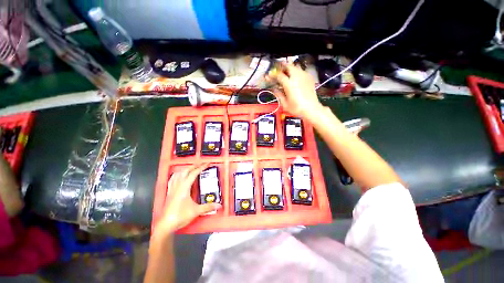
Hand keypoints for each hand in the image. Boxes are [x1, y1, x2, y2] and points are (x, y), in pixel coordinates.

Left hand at [156, 163, 221, 234]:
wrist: (165, 225)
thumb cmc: (180, 216)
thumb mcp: (196, 211)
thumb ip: (208, 207)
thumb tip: (219, 205)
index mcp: (184, 187)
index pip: (193, 173)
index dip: (201, 167)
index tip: (207, 164)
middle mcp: (177, 185)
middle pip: (185, 171)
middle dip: (194, 166)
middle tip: (201, 164)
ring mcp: (172, 188)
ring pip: (178, 174)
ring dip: (185, 169)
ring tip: (191, 167)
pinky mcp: (169, 192)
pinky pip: (172, 179)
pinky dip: (177, 175)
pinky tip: (179, 175)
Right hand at [267, 63, 323, 119]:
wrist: (312, 109)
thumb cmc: (297, 108)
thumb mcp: (285, 104)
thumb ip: (278, 94)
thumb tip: (274, 89)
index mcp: (289, 84)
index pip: (279, 75)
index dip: (272, 75)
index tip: (269, 76)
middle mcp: (297, 77)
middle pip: (288, 66)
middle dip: (282, 66)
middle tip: (277, 69)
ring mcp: (304, 76)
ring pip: (296, 67)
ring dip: (289, 68)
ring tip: (286, 72)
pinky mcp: (309, 78)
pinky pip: (301, 71)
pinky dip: (296, 71)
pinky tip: (295, 77)